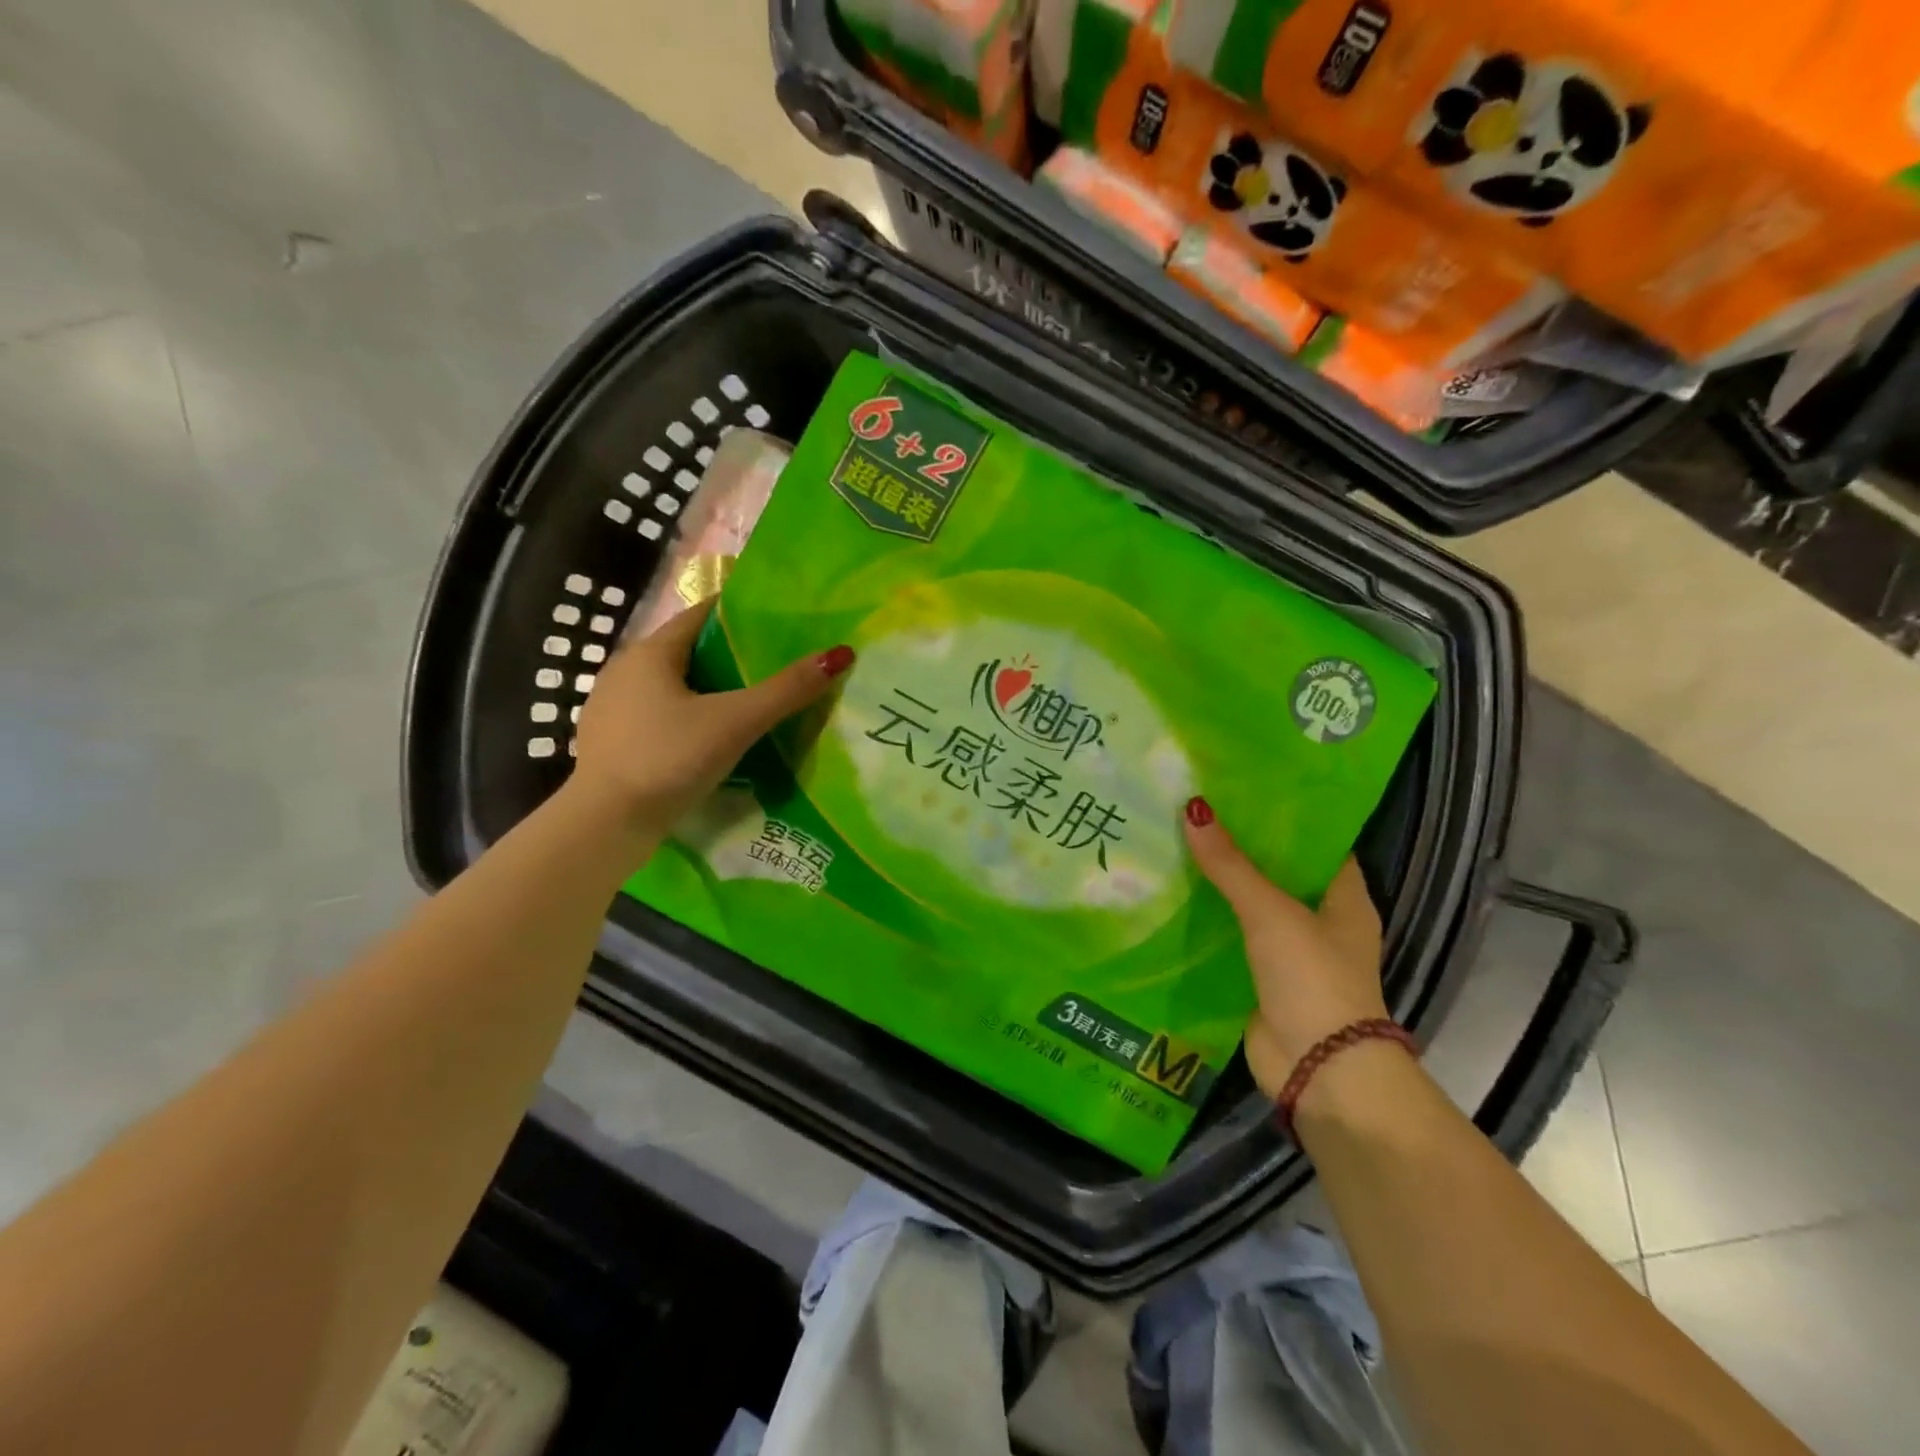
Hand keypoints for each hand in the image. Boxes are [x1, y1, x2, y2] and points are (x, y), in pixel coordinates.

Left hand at [569, 600, 853, 833]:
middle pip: (687, 651)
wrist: (605, 825)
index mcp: (649, 653)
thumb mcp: (735, 722)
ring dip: (708, 690)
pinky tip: (710, 739)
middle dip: (729, 655)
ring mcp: (612, 708)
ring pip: (671, 686)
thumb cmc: (669, 759)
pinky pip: (658, 715)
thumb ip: (786, 690)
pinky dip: (687, 717)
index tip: (778, 622)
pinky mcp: (611, 742)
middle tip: (774, 665)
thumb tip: (840, 654)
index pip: (700, 615)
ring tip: (750, 702)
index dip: (739, 615)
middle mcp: (624, 671)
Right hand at [1183, 800, 1386, 1098]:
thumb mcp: (1271, 913)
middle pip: (1278, 873)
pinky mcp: (1261, 978)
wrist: (1318, 1069)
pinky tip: (1172, 895)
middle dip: (1241, 847)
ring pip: (1250, 905)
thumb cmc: (1312, 978)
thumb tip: (1193, 810)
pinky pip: (1231, 938)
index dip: (1285, 817)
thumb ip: (1231, 866)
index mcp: (1344, 899)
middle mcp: (1320, 921)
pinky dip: (1208, 920)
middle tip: (1195, 809)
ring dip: (1220, 883)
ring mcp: (1290, 952)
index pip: (1316, 843)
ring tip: (1175, 842)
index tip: (1242, 788)